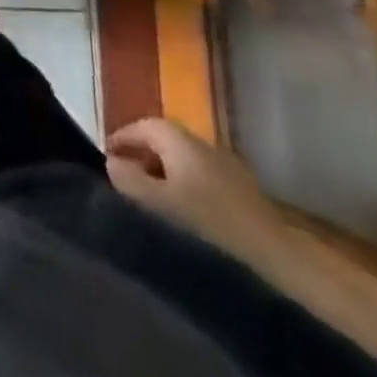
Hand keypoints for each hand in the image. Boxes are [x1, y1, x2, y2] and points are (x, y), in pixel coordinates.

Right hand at [105, 117, 258, 228]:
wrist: (270, 251)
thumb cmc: (207, 223)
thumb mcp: (159, 203)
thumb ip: (130, 180)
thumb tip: (111, 162)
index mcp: (179, 140)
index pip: (143, 126)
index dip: (122, 138)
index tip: (106, 156)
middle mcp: (201, 141)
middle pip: (162, 138)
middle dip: (140, 153)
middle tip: (124, 176)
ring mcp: (222, 161)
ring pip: (181, 156)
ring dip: (161, 168)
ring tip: (149, 195)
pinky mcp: (238, 184)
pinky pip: (198, 172)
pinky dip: (182, 181)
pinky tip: (182, 207)